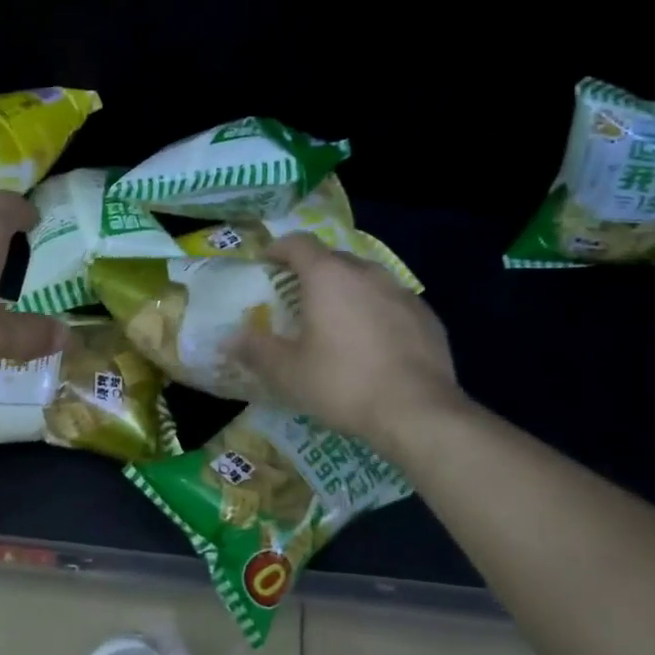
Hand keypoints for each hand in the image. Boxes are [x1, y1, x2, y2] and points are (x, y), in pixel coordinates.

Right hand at [224, 234, 464, 453]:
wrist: (417, 411)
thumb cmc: (343, 383)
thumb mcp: (288, 373)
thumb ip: (255, 350)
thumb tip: (228, 339)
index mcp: (328, 276)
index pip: (298, 243)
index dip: (279, 249)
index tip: (267, 262)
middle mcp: (367, 273)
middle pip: (333, 258)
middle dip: (312, 271)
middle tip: (297, 298)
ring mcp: (402, 292)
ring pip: (366, 279)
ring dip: (347, 291)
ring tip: (336, 319)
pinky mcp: (426, 316)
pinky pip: (392, 302)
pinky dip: (376, 311)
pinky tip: (373, 342)